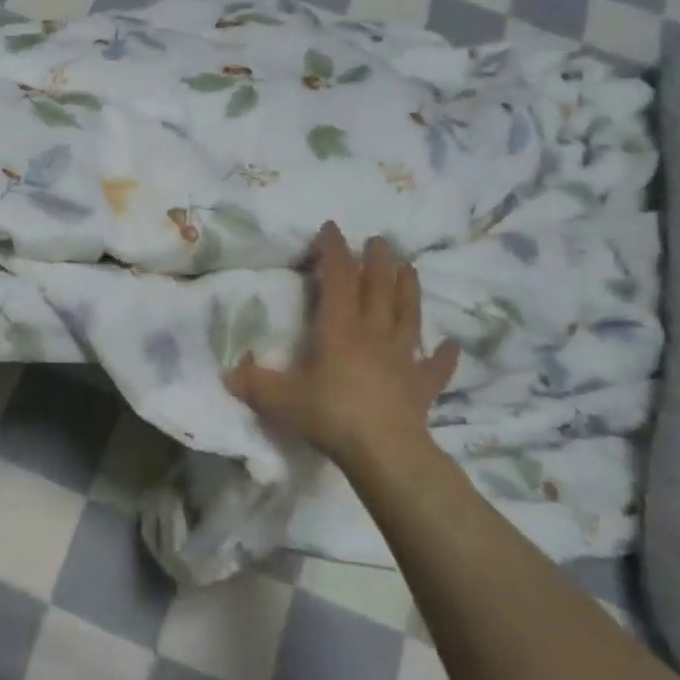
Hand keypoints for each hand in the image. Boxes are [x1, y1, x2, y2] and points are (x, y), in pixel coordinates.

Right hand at [227, 222, 459, 467]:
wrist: (385, 452)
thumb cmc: (330, 415)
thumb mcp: (280, 399)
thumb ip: (253, 383)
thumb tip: (228, 372)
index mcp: (339, 327)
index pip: (338, 277)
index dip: (334, 250)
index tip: (332, 228)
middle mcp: (373, 333)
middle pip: (379, 287)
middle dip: (377, 260)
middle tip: (379, 239)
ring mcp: (402, 357)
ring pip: (408, 314)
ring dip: (409, 289)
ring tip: (410, 267)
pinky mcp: (422, 385)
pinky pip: (435, 366)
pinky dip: (443, 355)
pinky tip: (451, 345)